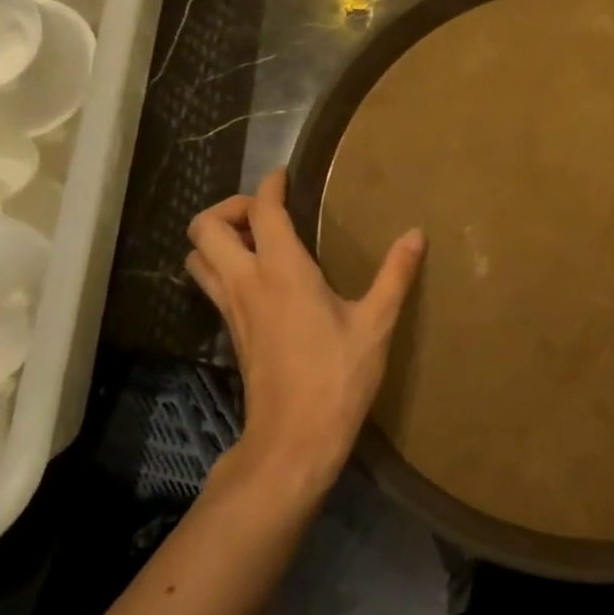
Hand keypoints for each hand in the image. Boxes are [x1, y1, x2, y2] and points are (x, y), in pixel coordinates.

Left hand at [186, 168, 423, 497]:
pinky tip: (263, 278)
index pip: (263, 211)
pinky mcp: (233, 333)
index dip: (271, 186)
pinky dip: (225, 266)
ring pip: (198, 258)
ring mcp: (233, 310)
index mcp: (282, 271)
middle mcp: (247, 282)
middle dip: (230, 208)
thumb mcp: (376, 323)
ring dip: (219, 238)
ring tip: (259, 240)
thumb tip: (416, 235)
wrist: (294, 439)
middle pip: (205, 229)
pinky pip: (213, 284)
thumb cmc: (337, 376)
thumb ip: (396, 274)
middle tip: (268, 213)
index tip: (286, 175)